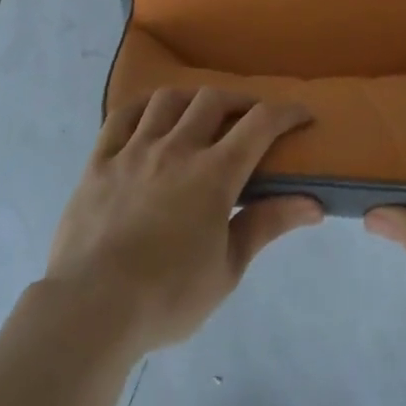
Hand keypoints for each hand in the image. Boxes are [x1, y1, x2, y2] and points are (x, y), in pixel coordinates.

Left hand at [42, 87, 321, 354]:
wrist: (91, 307)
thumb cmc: (167, 296)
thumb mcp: (227, 270)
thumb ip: (266, 226)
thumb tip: (313, 204)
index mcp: (213, 174)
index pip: (259, 125)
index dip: (285, 112)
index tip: (301, 114)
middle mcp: (176, 148)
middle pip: (212, 100)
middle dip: (238, 101)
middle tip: (249, 116)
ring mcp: (134, 149)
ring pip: (167, 100)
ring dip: (191, 98)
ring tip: (199, 112)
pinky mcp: (100, 160)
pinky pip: (121, 116)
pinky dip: (142, 107)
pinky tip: (149, 115)